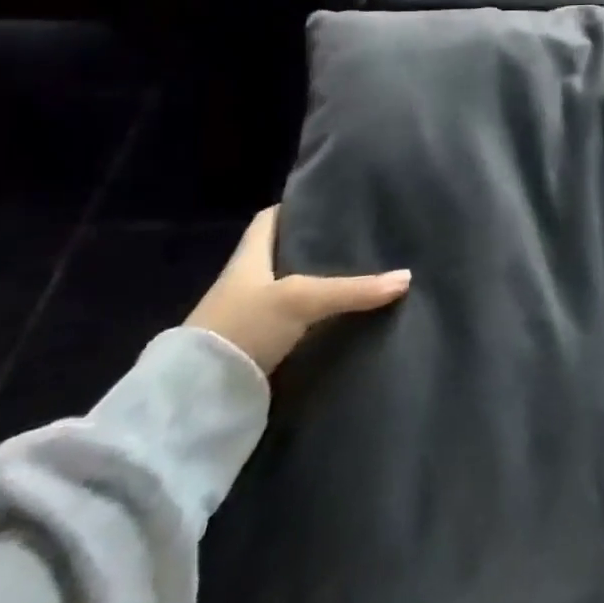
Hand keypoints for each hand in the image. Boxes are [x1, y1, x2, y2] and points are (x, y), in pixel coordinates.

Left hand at [186, 206, 410, 372]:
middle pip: (282, 254)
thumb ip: (354, 289)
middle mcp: (246, 282)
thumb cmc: (243, 326)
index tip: (328, 203)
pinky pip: (291, 322)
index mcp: (248, 257)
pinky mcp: (255, 349)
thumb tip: (407, 277)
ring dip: (316, 284)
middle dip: (314, 247)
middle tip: (356, 238)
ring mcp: (248, 317)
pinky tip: (339, 318)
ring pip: (289, 289)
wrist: (196, 400)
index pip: (269, 219)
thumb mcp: (302, 299)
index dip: (294, 208)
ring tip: (358, 274)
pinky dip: (312, 318)